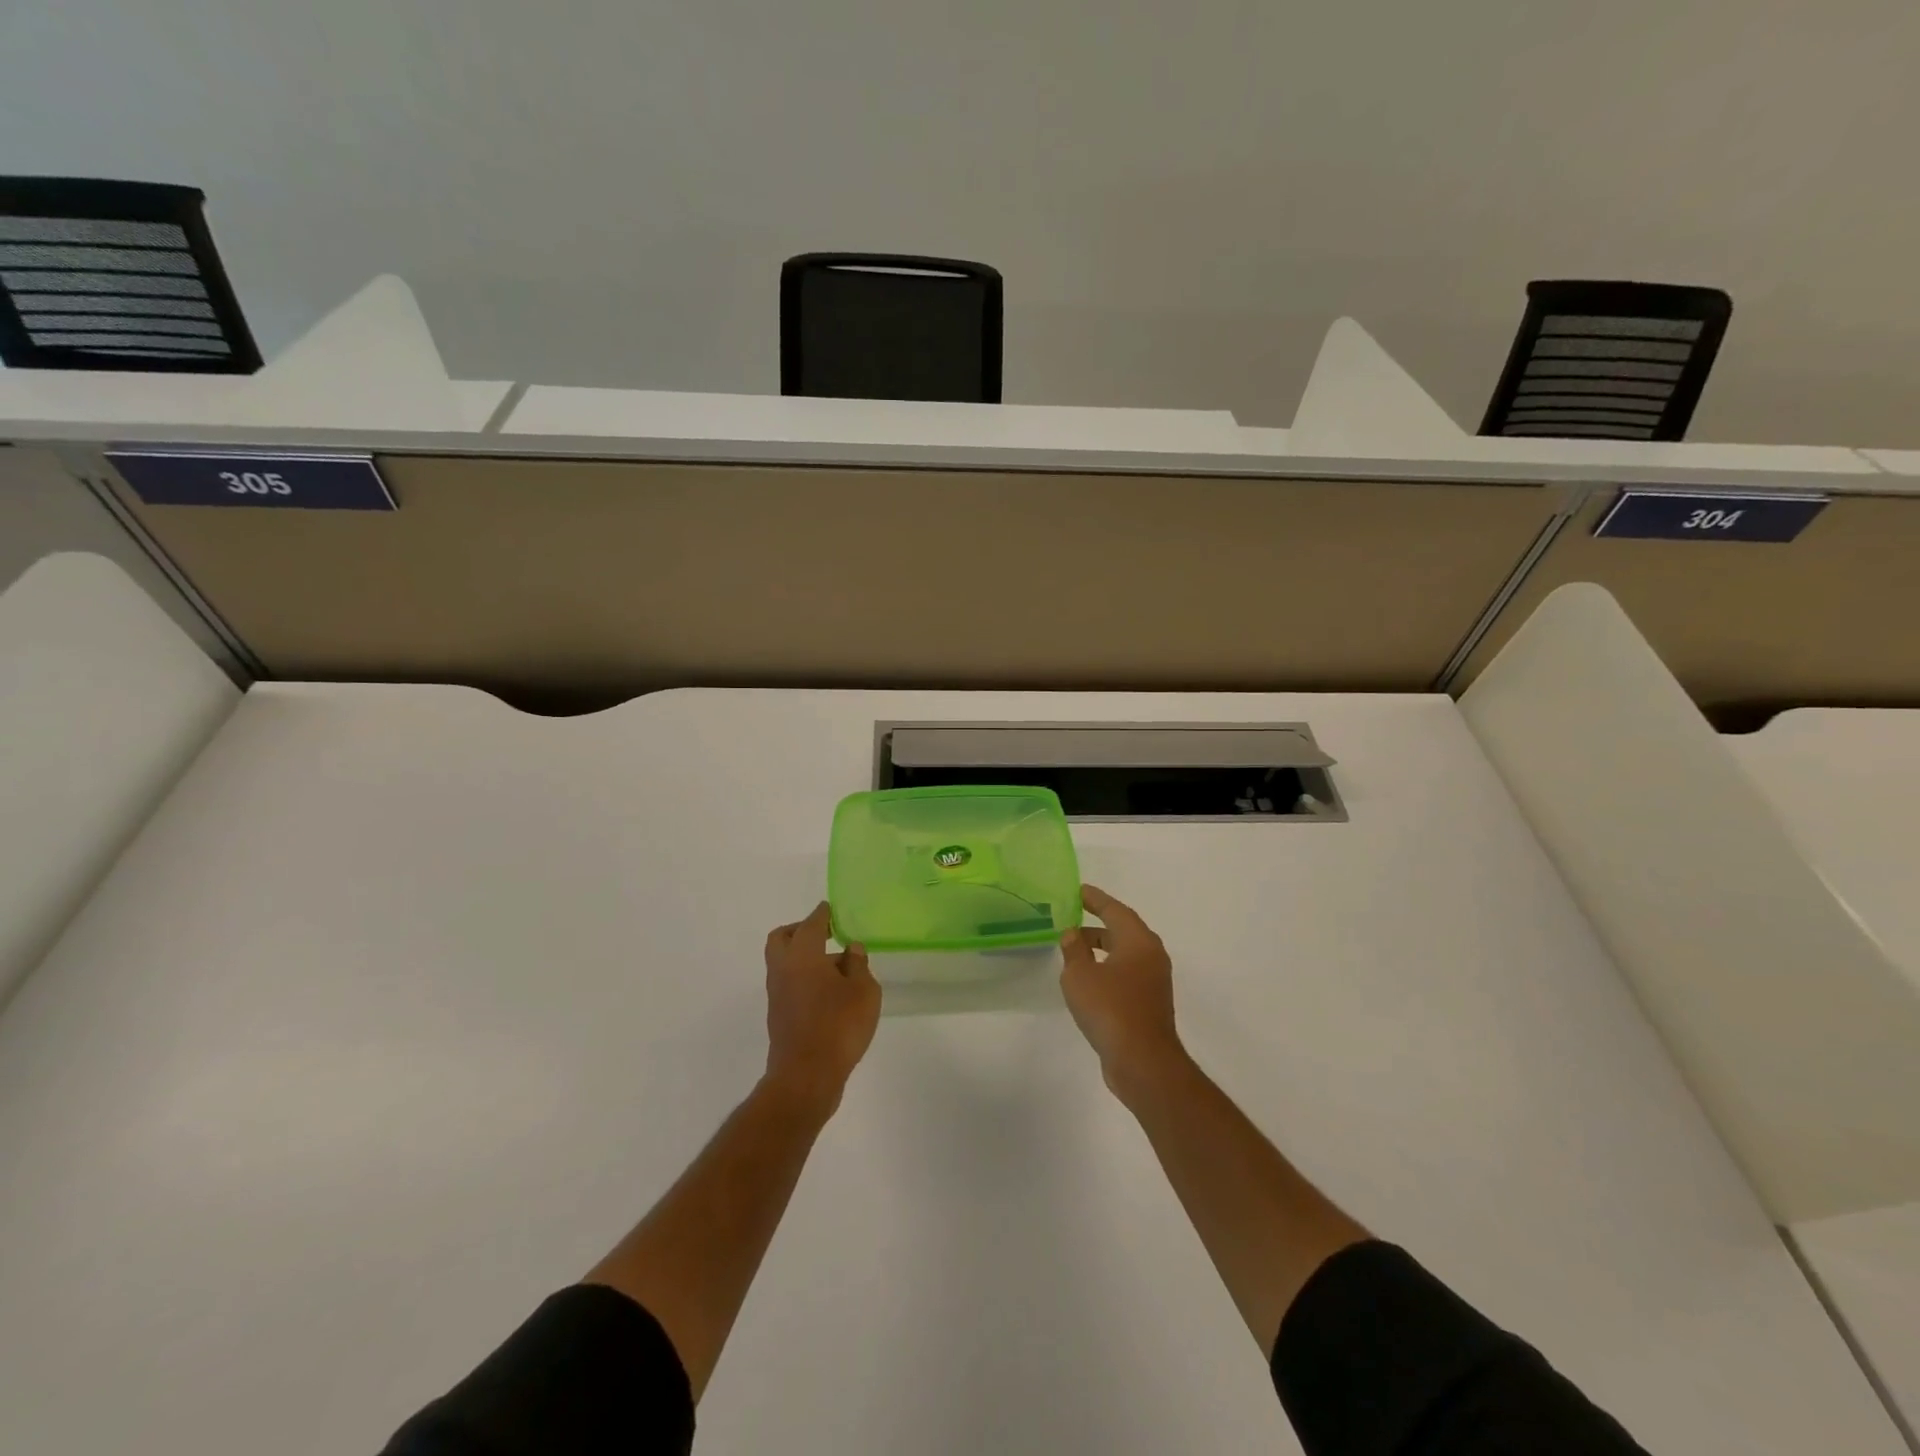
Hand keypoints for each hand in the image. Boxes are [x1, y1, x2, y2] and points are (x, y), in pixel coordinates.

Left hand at [763, 902, 880, 1115]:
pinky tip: (829, 991)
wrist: (806, 1077)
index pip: (811, 924)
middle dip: (800, 930)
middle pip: (782, 938)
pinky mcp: (779, 1016)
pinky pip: (789, 984)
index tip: (831, 908)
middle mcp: (783, 969)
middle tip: (824, 932)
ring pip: (784, 962)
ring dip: (803, 957)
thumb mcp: (863, 991)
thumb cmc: (838, 1026)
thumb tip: (850, 950)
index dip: (822, 914)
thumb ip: (858, 965)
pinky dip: (804, 978)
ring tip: (837, 966)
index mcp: (802, 954)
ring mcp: (777, 994)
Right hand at [1060, 884, 1185, 1098]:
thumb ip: (1074, 950)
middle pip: (1123, 930)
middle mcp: (1152, 956)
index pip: (1115, 910)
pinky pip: (1126, 974)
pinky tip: (1087, 980)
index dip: (1095, 899)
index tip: (1078, 890)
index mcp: (1139, 941)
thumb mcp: (1080, 975)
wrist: (1142, 1061)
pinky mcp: (1149, 1003)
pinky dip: (1107, 968)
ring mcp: (1154, 981)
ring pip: (1125, 954)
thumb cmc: (1110, 1009)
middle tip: (1071, 919)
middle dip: (1097, 924)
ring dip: (1101, 948)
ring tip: (1073, 950)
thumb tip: (1073, 934)